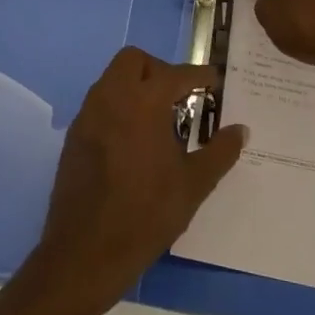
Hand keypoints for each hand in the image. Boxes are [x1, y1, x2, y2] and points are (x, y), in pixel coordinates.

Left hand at [28, 47, 246, 314]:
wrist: (84, 254)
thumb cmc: (145, 215)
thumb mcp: (193, 185)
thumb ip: (220, 152)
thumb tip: (240, 130)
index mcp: (143, 102)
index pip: (176, 74)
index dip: (199, 76)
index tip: (214, 83)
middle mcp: (112, 97)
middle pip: (134, 60)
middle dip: (159, 70)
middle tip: (180, 96)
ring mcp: (88, 115)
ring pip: (113, 79)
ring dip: (136, 86)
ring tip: (159, 119)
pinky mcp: (74, 136)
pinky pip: (99, 104)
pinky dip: (119, 107)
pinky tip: (134, 141)